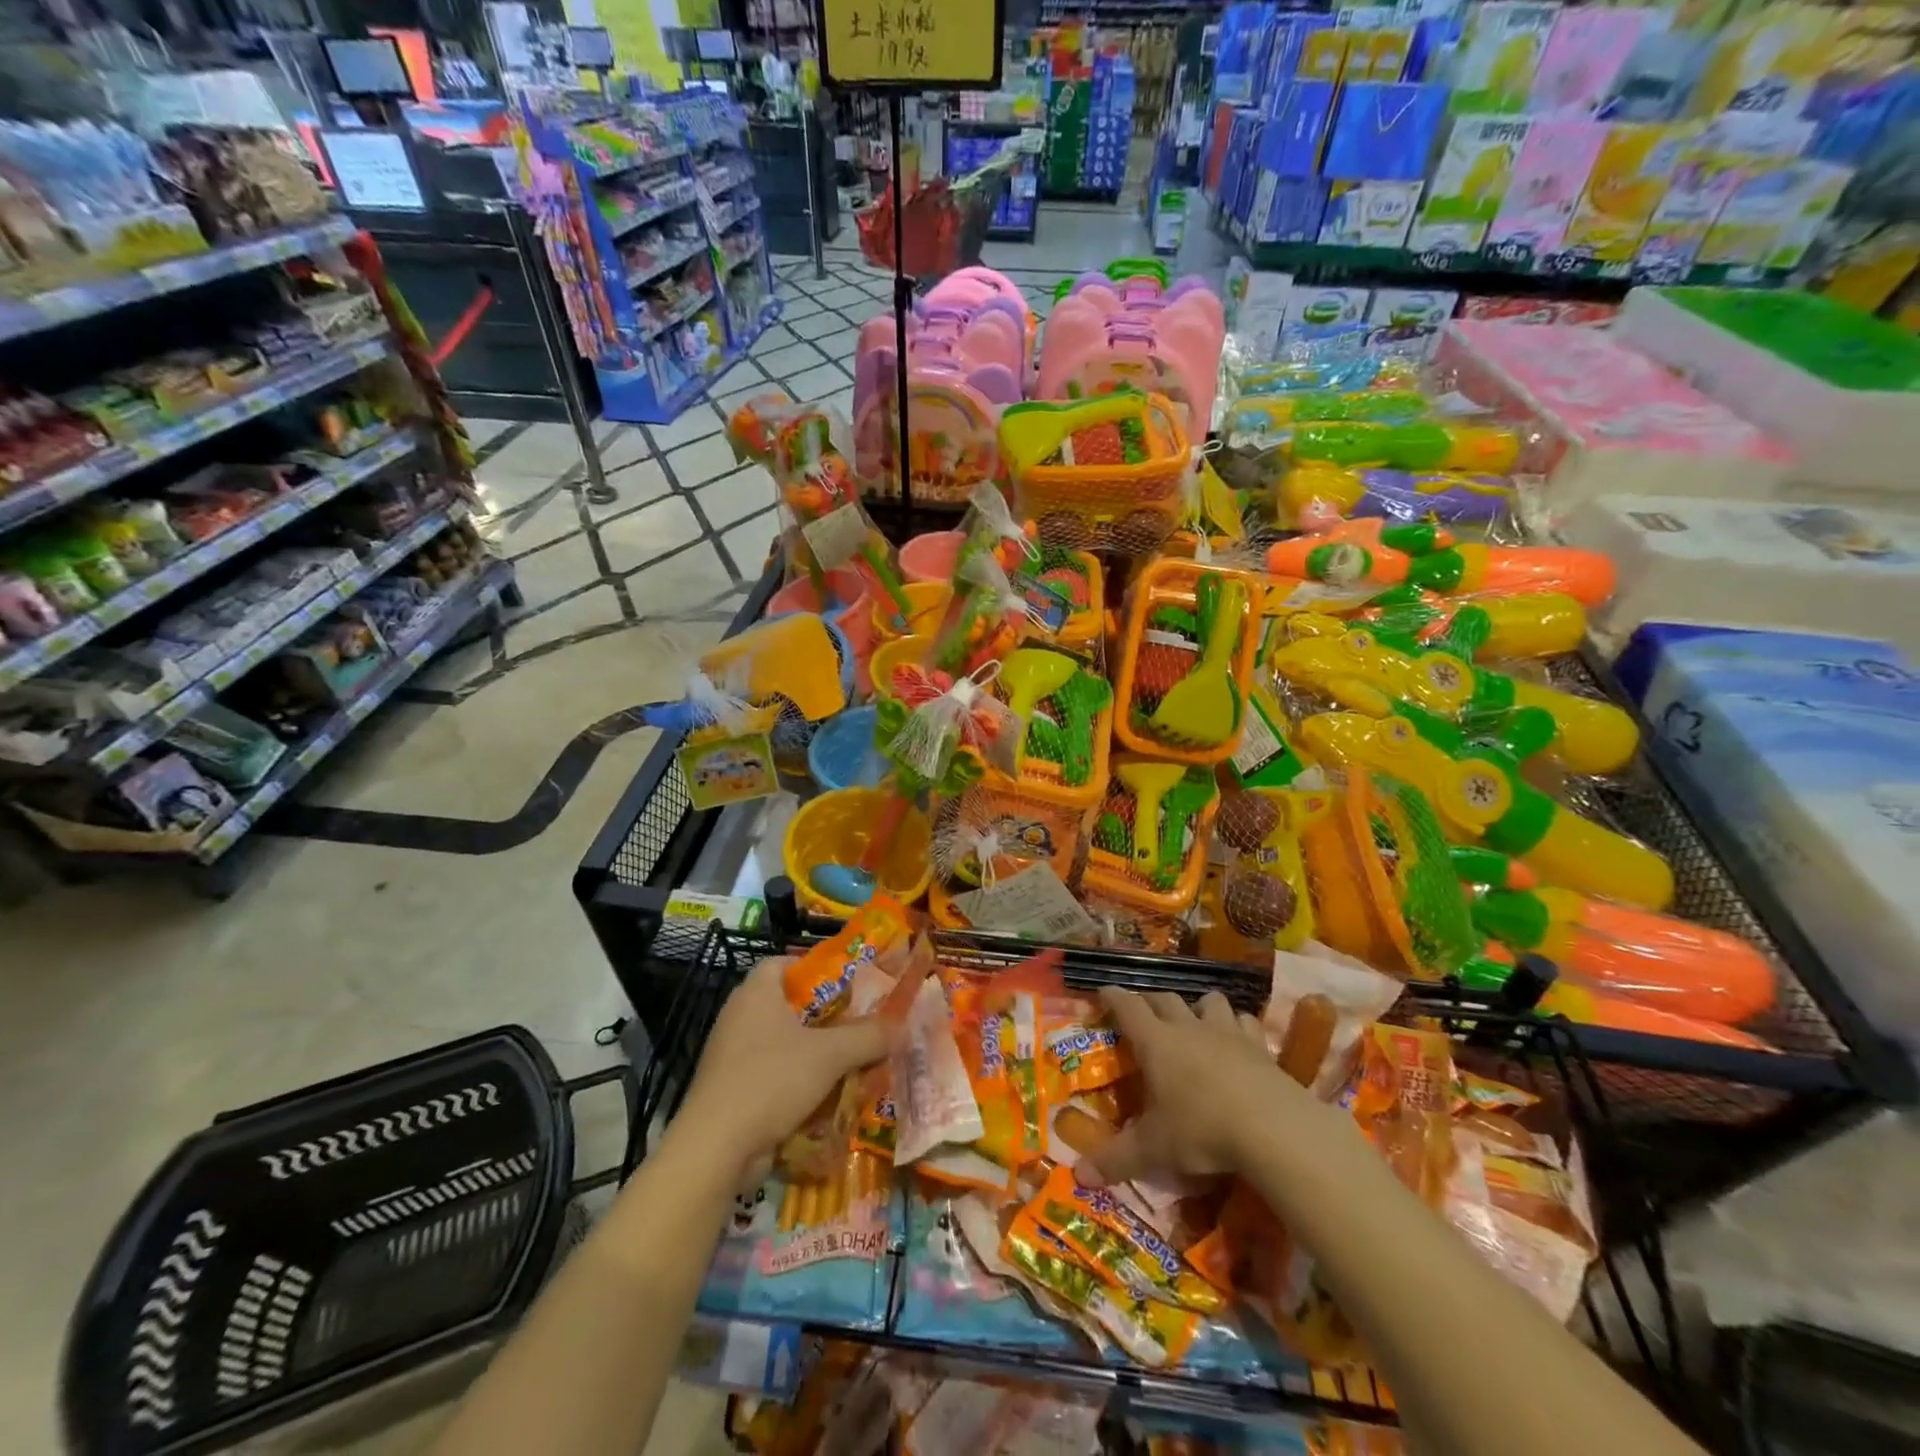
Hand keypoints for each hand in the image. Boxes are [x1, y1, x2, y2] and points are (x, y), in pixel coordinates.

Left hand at [675, 957, 887, 1179]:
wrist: (716, 1148)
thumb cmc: (772, 1080)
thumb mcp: (830, 1054)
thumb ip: (868, 1036)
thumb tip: (902, 1025)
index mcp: (756, 994)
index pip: (781, 963)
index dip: (812, 967)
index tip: (845, 982)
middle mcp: (739, 1017)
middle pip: (786, 1005)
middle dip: (823, 1015)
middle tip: (859, 1022)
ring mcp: (731, 1056)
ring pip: (782, 1044)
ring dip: (813, 1052)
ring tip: (851, 1059)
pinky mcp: (730, 1091)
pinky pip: (772, 1075)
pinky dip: (796, 1082)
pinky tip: (826, 1096)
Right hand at [1075, 987, 1316, 1187]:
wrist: (1273, 1128)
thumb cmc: (1202, 1130)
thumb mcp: (1154, 1150)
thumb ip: (1116, 1160)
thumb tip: (1079, 1175)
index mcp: (1155, 1042)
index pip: (1127, 1007)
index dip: (1113, 997)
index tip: (1103, 990)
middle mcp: (1187, 1027)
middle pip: (1164, 998)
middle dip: (1149, 1000)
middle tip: (1142, 1011)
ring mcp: (1226, 1032)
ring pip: (1207, 1000)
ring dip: (1196, 1006)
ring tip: (1194, 1021)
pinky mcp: (1259, 1045)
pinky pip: (1244, 1020)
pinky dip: (1236, 1024)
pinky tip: (1236, 1039)